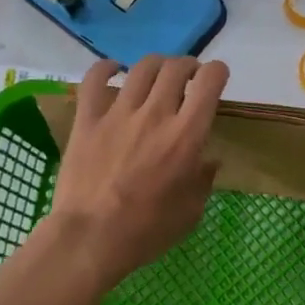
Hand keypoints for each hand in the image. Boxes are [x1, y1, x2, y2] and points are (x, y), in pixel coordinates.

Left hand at [48, 55, 227, 283]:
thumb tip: (208, 160)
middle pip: (176, 68)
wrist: (90, 239)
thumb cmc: (146, 231)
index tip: (216, 78)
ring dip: (156, 65)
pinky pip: (95, 79)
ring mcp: (118, 113)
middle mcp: (156, 114)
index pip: (209, 82)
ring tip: (157, 75)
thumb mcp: (190, 212)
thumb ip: (203, 180)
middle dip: (188, 66)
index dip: (217, 72)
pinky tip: (113, 69)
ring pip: (142, 68)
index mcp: (186, 136)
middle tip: (188, 78)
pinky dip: (106, 68)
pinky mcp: (87, 120)